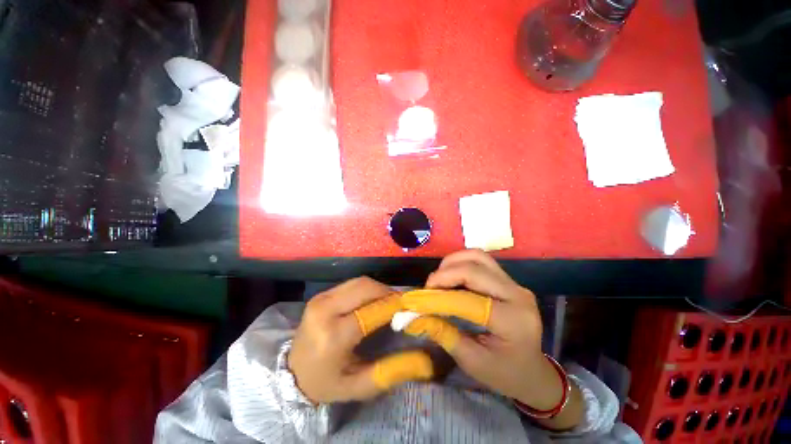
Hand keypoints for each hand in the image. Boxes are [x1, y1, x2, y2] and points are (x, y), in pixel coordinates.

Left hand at [288, 277, 432, 403]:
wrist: (292, 373)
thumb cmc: (327, 383)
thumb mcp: (359, 386)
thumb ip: (390, 371)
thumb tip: (423, 358)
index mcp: (333, 336)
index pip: (371, 311)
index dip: (395, 306)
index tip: (412, 307)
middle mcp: (325, 310)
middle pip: (366, 288)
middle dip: (388, 292)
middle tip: (401, 304)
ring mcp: (321, 298)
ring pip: (360, 281)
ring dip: (379, 289)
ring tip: (390, 302)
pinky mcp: (321, 294)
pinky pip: (352, 284)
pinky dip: (368, 288)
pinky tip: (373, 300)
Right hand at [401, 250, 580, 427]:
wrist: (533, 371)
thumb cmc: (504, 373)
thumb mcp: (472, 362)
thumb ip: (444, 334)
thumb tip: (417, 315)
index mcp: (512, 321)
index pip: (469, 300)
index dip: (439, 297)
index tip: (417, 300)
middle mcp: (517, 294)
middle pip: (474, 268)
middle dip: (445, 274)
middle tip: (428, 287)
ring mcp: (515, 283)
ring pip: (478, 257)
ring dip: (453, 263)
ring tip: (438, 279)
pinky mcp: (509, 280)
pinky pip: (481, 261)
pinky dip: (460, 263)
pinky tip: (451, 277)